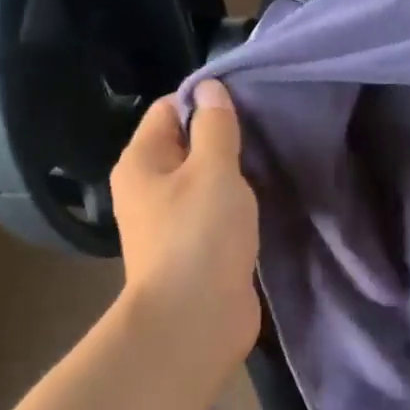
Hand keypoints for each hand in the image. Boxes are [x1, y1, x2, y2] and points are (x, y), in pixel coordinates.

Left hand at [110, 79, 261, 378]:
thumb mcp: (213, 169)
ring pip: (202, 184)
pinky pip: (213, 217)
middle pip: (186, 147)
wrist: (195, 320)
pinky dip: (233, 210)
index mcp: (141, 162)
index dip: (205, 102)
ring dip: (231, 179)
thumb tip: (209, 88)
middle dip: (223, 141)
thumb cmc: (200, 235)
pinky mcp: (192, 252)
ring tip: (267, 170)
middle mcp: (147, 190)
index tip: (247, 107)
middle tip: (264, 139)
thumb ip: (215, 126)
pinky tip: (260, 207)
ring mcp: (169, 224)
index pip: (168, 110)